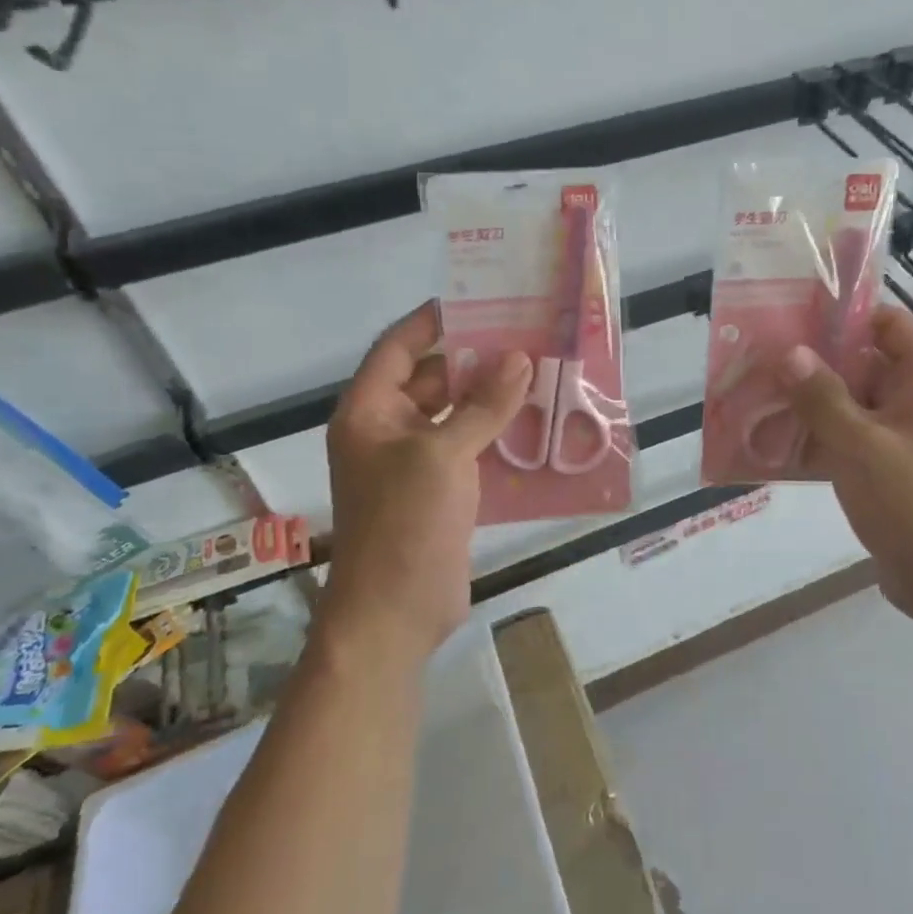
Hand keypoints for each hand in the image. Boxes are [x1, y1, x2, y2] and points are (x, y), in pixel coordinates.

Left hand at [320, 303, 531, 664]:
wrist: (395, 613)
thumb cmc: (405, 524)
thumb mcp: (443, 455)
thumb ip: (482, 406)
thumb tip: (519, 359)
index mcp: (370, 411)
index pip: (399, 347)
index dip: (435, 320)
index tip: (481, 300)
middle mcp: (388, 430)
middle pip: (433, 378)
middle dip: (477, 359)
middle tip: (528, 337)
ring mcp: (415, 463)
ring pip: (456, 415)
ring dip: (493, 398)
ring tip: (542, 374)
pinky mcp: (441, 491)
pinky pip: (471, 449)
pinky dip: (499, 435)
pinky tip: (538, 425)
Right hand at [779, 305, 912, 620]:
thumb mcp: (862, 446)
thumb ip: (822, 398)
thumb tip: (789, 352)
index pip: (887, 324)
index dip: (845, 315)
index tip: (794, 316)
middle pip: (860, 364)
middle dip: (812, 363)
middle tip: (759, 357)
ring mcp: (898, 437)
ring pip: (847, 405)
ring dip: (807, 404)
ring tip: (755, 396)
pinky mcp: (883, 469)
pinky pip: (844, 440)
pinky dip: (814, 439)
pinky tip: (770, 443)